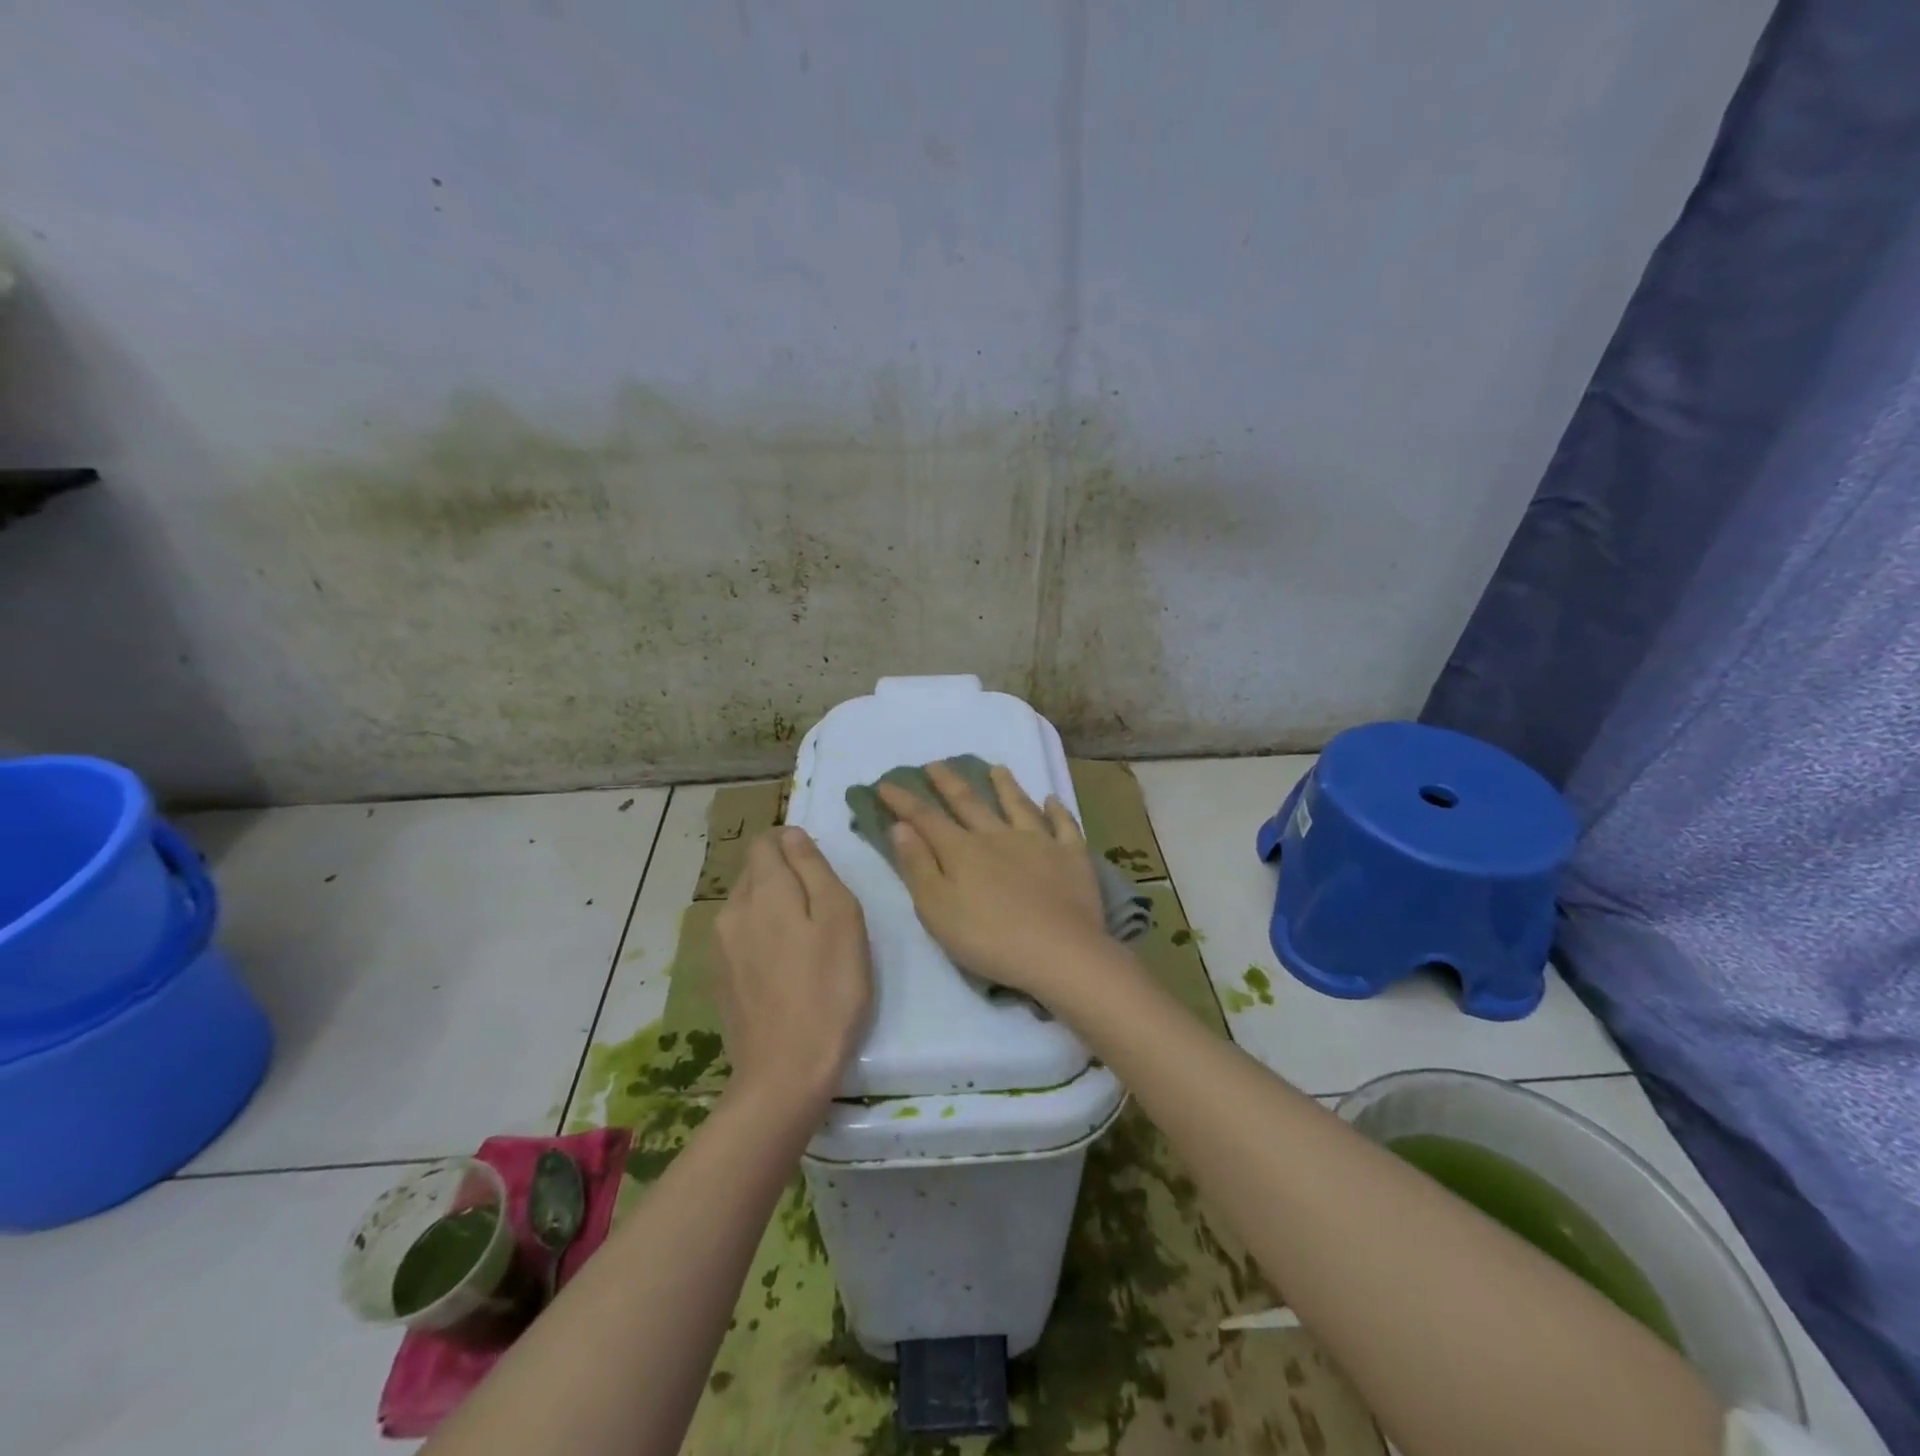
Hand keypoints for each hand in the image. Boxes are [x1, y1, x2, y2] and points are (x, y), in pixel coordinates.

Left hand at [713, 828, 872, 1104]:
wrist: (785, 1073)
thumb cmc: (829, 990)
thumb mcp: (841, 919)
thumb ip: (814, 869)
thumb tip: (792, 835)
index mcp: (764, 891)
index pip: (766, 842)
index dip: (792, 844)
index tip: (819, 869)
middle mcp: (732, 910)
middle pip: (754, 871)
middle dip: (783, 875)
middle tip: (821, 907)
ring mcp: (719, 947)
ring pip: (746, 904)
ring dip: (772, 906)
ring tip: (805, 939)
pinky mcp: (718, 978)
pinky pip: (739, 936)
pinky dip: (761, 936)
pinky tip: (784, 967)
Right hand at [878, 761, 1108, 1001]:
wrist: (1059, 952)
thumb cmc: (989, 938)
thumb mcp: (937, 909)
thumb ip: (918, 866)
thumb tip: (901, 827)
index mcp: (962, 851)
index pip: (926, 818)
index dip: (904, 801)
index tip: (886, 783)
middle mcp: (998, 836)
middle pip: (970, 803)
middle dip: (949, 783)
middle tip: (935, 764)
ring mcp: (1039, 842)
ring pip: (1018, 806)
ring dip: (1005, 786)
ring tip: (996, 768)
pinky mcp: (1071, 857)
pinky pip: (1064, 826)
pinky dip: (1057, 811)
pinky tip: (1053, 800)